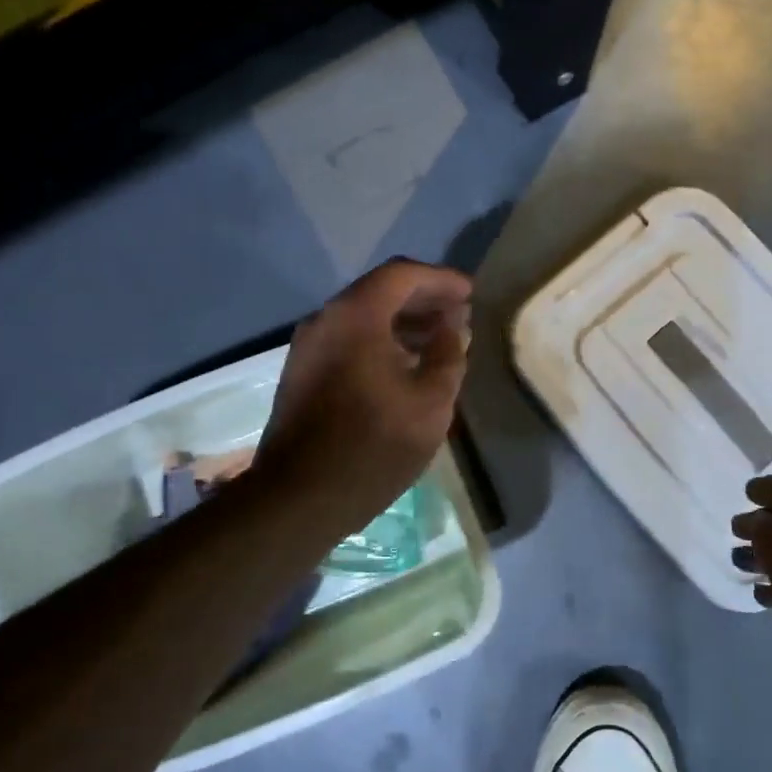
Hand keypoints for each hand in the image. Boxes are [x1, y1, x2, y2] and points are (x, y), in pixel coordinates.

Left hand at [254, 259, 471, 535]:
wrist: (300, 497)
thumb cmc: (374, 446)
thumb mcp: (430, 401)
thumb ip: (448, 354)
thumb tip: (452, 328)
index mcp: (356, 315)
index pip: (403, 274)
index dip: (441, 280)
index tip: (471, 294)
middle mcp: (325, 319)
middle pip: (380, 291)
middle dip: (423, 300)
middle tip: (459, 315)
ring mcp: (308, 346)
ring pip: (362, 318)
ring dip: (402, 323)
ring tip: (440, 341)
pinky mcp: (302, 373)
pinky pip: (347, 341)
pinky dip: (380, 342)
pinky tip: (405, 366)